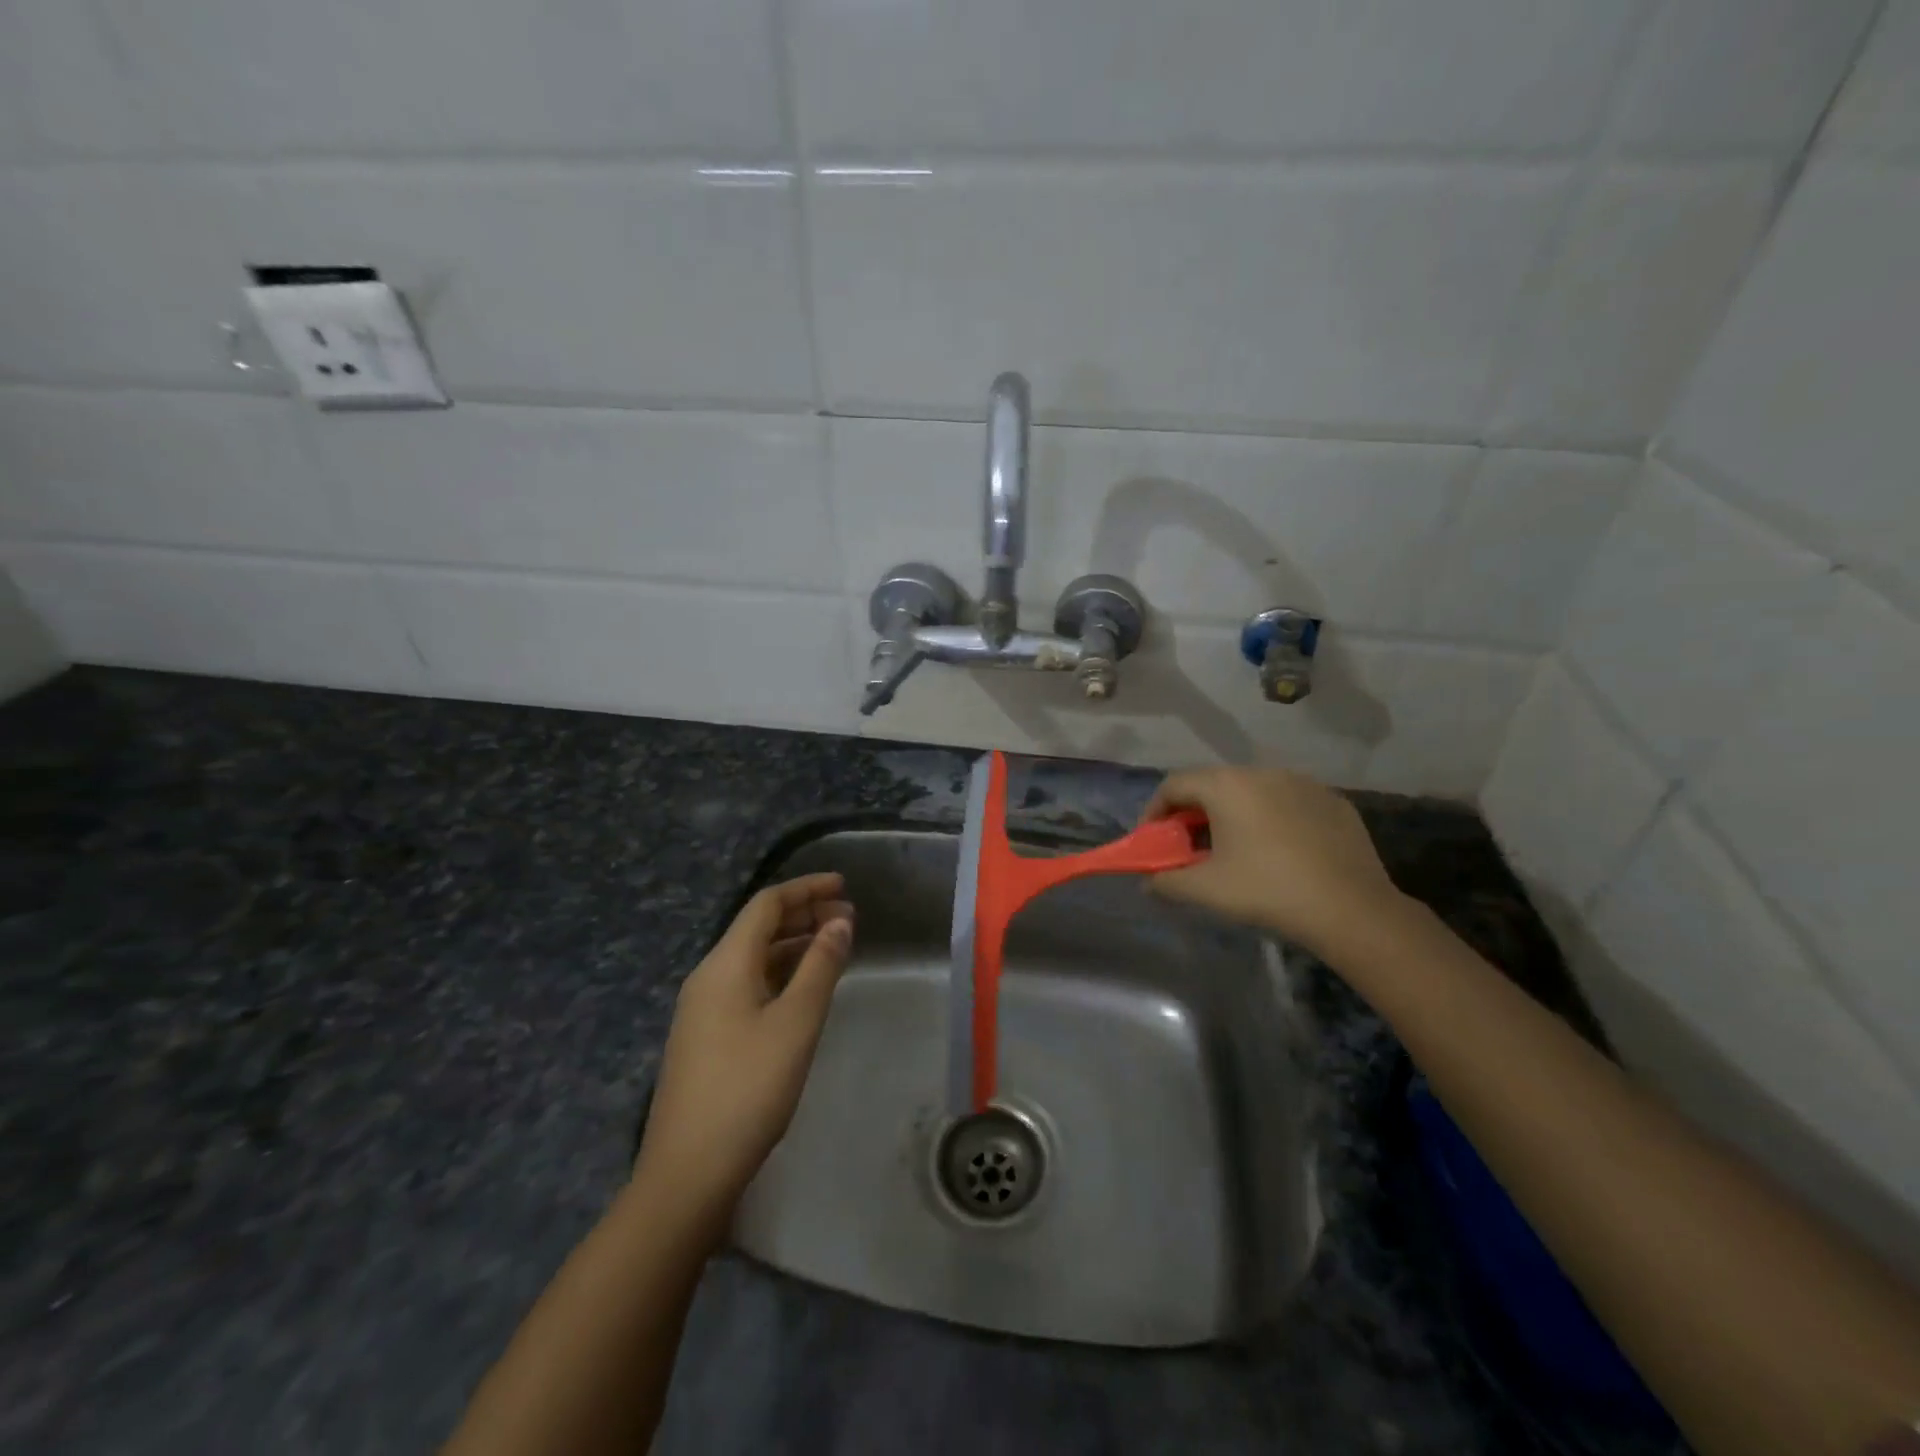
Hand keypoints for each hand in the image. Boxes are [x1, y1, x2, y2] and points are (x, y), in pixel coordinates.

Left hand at [635, 873, 853, 1229]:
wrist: (687, 1173)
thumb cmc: (748, 1088)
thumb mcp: (796, 1023)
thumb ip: (820, 966)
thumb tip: (840, 921)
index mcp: (724, 964)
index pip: (766, 905)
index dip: (806, 889)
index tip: (844, 886)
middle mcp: (708, 977)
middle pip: (757, 928)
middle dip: (803, 915)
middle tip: (848, 918)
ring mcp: (702, 1010)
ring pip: (753, 959)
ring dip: (793, 946)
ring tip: (834, 949)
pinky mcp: (706, 1037)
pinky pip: (747, 986)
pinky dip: (780, 975)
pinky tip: (803, 991)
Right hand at [1142, 767, 1402, 955]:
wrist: (1351, 909)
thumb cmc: (1267, 890)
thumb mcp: (1205, 890)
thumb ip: (1166, 881)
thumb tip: (1148, 882)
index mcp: (1226, 785)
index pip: (1174, 784)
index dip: (1154, 811)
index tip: (1152, 839)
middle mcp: (1262, 772)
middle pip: (1213, 784)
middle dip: (1192, 813)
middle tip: (1188, 846)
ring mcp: (1302, 783)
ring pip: (1252, 791)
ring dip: (1232, 814)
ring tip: (1233, 848)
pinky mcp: (1332, 801)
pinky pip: (1287, 802)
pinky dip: (1271, 819)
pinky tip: (1278, 851)